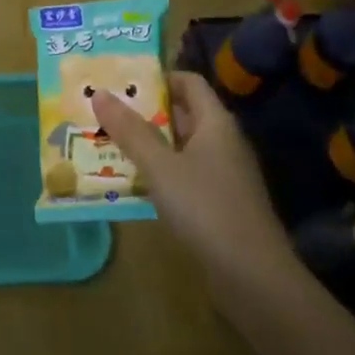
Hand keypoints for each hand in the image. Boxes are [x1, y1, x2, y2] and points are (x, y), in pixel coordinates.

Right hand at [91, 72, 298, 310]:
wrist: (254, 278)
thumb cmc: (206, 208)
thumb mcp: (161, 166)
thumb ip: (130, 130)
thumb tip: (100, 92)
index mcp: (216, 122)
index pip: (189, 82)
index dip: (158, 77)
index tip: (122, 81)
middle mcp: (223, 142)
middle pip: (183, 113)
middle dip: (145, 111)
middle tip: (105, 110)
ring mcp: (223, 175)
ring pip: (180, 147)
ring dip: (148, 144)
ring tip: (107, 142)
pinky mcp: (219, 204)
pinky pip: (184, 175)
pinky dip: (159, 173)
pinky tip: (132, 182)